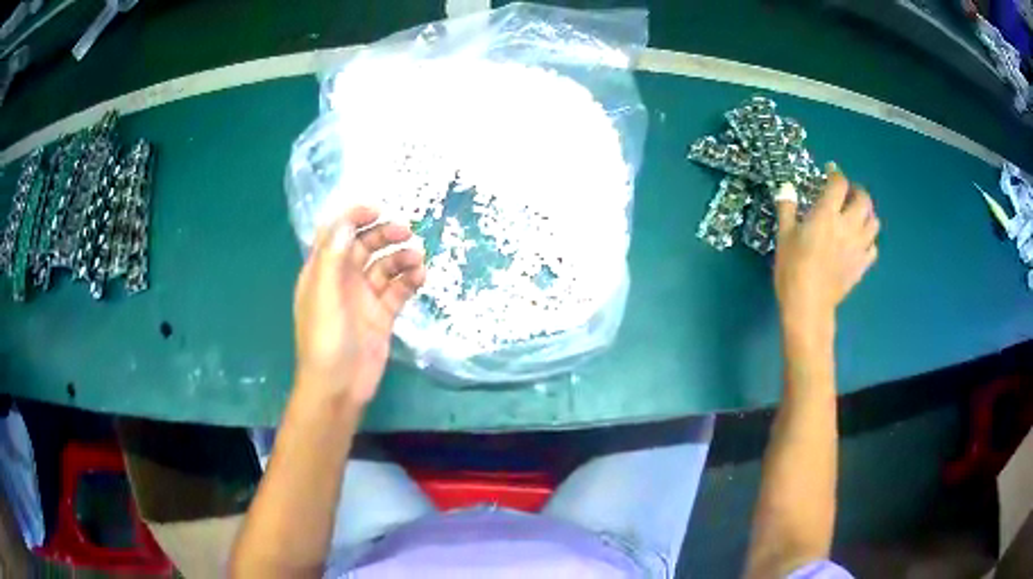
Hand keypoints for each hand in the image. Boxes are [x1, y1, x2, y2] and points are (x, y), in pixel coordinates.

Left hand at [293, 206, 425, 405]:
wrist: (338, 389)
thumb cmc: (324, 341)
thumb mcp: (324, 296)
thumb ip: (333, 258)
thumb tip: (346, 223)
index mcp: (322, 272)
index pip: (337, 234)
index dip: (354, 217)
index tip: (378, 210)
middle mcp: (343, 280)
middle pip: (365, 246)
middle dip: (384, 234)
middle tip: (406, 232)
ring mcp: (364, 298)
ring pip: (385, 266)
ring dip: (401, 258)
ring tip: (417, 260)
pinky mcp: (382, 315)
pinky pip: (398, 290)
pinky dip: (410, 280)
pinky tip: (420, 278)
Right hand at [774, 165, 879, 342]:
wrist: (808, 305)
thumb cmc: (792, 268)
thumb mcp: (784, 236)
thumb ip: (787, 208)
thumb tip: (786, 188)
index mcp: (827, 214)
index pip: (839, 184)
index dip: (836, 174)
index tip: (830, 172)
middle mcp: (848, 225)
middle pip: (864, 200)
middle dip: (857, 191)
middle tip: (848, 193)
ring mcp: (858, 246)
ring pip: (874, 222)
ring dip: (867, 214)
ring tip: (857, 216)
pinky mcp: (862, 265)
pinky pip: (874, 248)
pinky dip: (869, 241)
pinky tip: (859, 243)